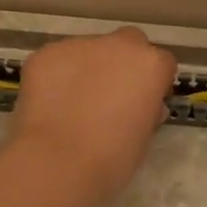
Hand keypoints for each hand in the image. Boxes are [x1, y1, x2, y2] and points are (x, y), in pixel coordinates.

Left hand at [9, 28, 175, 194]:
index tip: (143, 103)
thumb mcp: (143, 136)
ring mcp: (79, 45)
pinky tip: (50, 105)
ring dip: (86, 69)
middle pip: (128, 43)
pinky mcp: (45, 53)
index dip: (153, 83)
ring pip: (88, 51)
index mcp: (151, 64)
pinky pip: (56, 61)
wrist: (58, 163)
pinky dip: (56, 77)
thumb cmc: (112, 159)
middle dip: (122, 62)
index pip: (162, 63)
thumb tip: (142, 106)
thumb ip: (146, 111)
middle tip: (109, 95)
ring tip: (72, 104)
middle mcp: (118, 44)